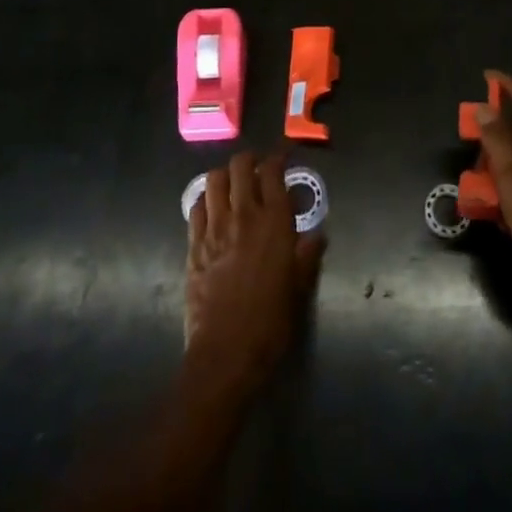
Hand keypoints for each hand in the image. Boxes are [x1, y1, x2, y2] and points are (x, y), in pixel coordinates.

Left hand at [184, 152, 325, 394]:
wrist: (226, 353)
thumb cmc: (270, 323)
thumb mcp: (299, 288)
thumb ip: (308, 255)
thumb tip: (317, 235)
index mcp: (274, 222)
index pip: (273, 171)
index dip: (278, 158)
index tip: (283, 159)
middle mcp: (244, 215)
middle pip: (241, 165)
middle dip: (250, 160)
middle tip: (258, 170)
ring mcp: (215, 227)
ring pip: (215, 179)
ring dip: (225, 175)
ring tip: (233, 185)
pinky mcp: (194, 244)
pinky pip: (196, 205)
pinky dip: (206, 198)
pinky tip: (213, 208)